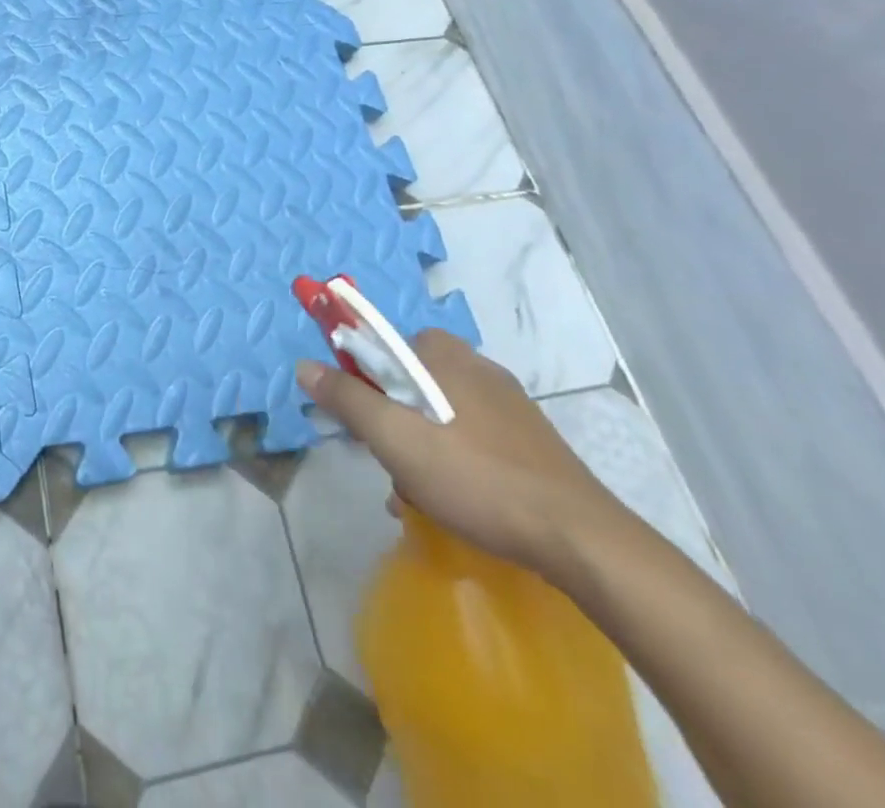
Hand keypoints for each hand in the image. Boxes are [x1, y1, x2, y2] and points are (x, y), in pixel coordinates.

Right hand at [297, 331, 626, 576]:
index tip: (359, 420)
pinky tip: (454, 501)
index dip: (361, 378)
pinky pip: (470, 435)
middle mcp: (475, 365)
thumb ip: (347, 399)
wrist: (580, 538)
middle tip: (389, 463)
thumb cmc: (475, 478)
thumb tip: (305, 365)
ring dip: (418, 446)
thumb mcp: (395, 439)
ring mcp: (507, 402)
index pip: (382, 346)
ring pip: (438, 412)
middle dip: (390, 421)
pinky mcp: (528, 437)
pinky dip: (452, 459)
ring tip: (418, 495)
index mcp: (442, 355)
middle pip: (408, 381)